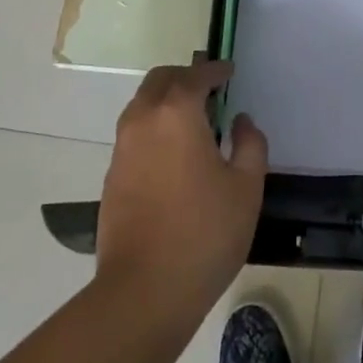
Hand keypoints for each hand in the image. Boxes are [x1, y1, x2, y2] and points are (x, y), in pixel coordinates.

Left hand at [95, 61, 267, 331]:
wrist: (143, 292)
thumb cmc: (204, 233)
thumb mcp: (246, 187)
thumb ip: (250, 144)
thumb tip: (240, 121)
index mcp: (176, 113)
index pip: (195, 75)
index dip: (214, 70)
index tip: (229, 73)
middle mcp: (143, 120)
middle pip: (160, 81)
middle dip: (185, 77)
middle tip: (209, 90)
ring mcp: (122, 149)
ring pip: (142, 105)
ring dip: (166, 101)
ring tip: (193, 122)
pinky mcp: (112, 177)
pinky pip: (134, 134)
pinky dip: (154, 127)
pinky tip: (173, 154)